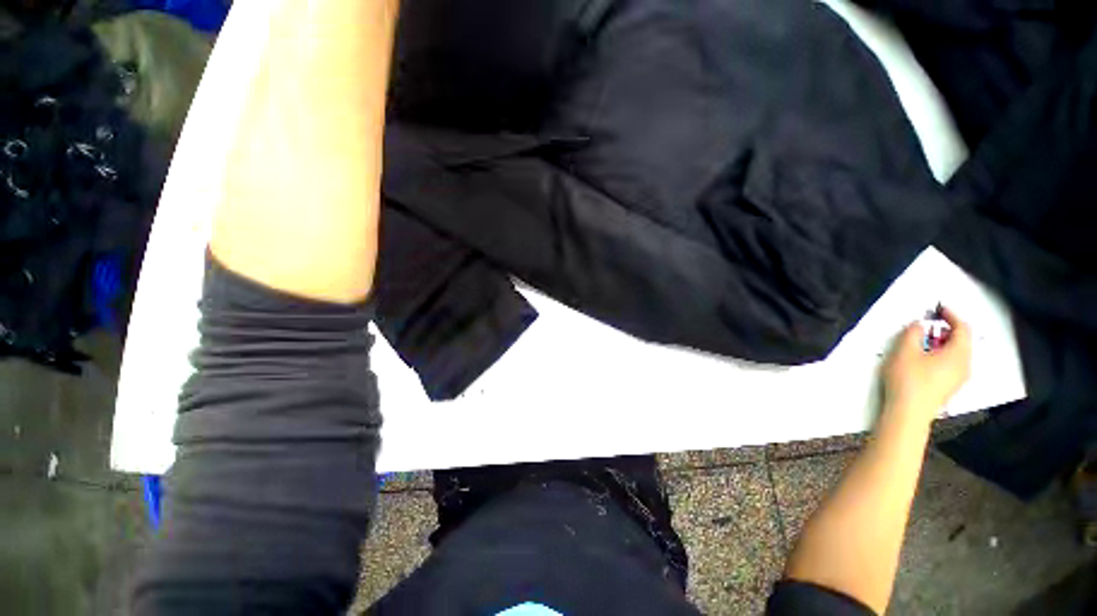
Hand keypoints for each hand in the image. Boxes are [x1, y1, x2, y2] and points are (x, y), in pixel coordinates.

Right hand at [882, 306, 971, 424]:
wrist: (909, 412)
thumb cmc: (908, 379)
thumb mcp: (905, 351)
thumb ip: (913, 333)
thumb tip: (919, 324)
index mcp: (959, 353)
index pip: (963, 328)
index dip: (952, 315)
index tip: (939, 307)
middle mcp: (965, 365)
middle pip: (962, 341)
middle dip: (947, 329)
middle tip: (929, 323)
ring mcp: (959, 378)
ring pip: (957, 353)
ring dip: (943, 343)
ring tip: (924, 340)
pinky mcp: (950, 387)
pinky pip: (952, 364)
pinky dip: (941, 354)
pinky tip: (925, 358)